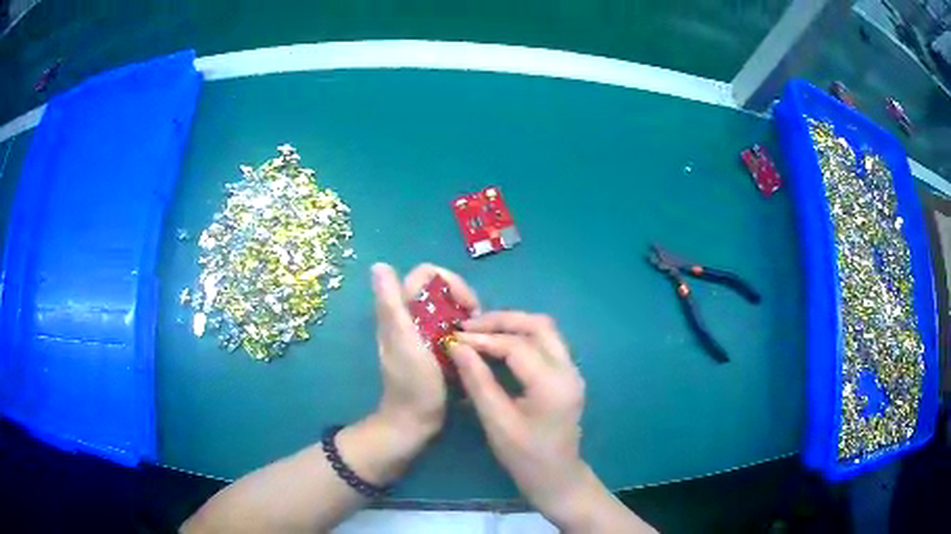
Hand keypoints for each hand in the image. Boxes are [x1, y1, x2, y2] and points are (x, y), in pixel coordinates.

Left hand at [370, 263, 479, 445]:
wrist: (415, 421)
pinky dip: (464, 330)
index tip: (467, 305)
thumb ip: (391, 304)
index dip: (450, 281)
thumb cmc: (412, 383)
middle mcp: (409, 316)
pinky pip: (451, 327)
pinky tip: (473, 345)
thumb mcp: (403, 341)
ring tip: (477, 335)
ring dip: (465, 315)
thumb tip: (378, 265)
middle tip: (476, 322)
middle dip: (462, 298)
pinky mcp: (433, 348)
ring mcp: (422, 333)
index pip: (426, 274)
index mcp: (400, 311)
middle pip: (439, 289)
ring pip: (447, 308)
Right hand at [447, 312, 588, 520]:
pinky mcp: (567, 375)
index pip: (517, 346)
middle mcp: (568, 369)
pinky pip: (546, 343)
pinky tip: (499, 344)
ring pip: (545, 330)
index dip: (484, 339)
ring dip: (513, 325)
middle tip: (469, 326)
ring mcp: (572, 370)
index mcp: (553, 384)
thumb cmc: (524, 456)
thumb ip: (478, 382)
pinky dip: (522, 336)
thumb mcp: (496, 422)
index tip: (455, 338)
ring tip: (481, 331)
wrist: (556, 477)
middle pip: (538, 326)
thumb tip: (457, 347)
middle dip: (502, 320)